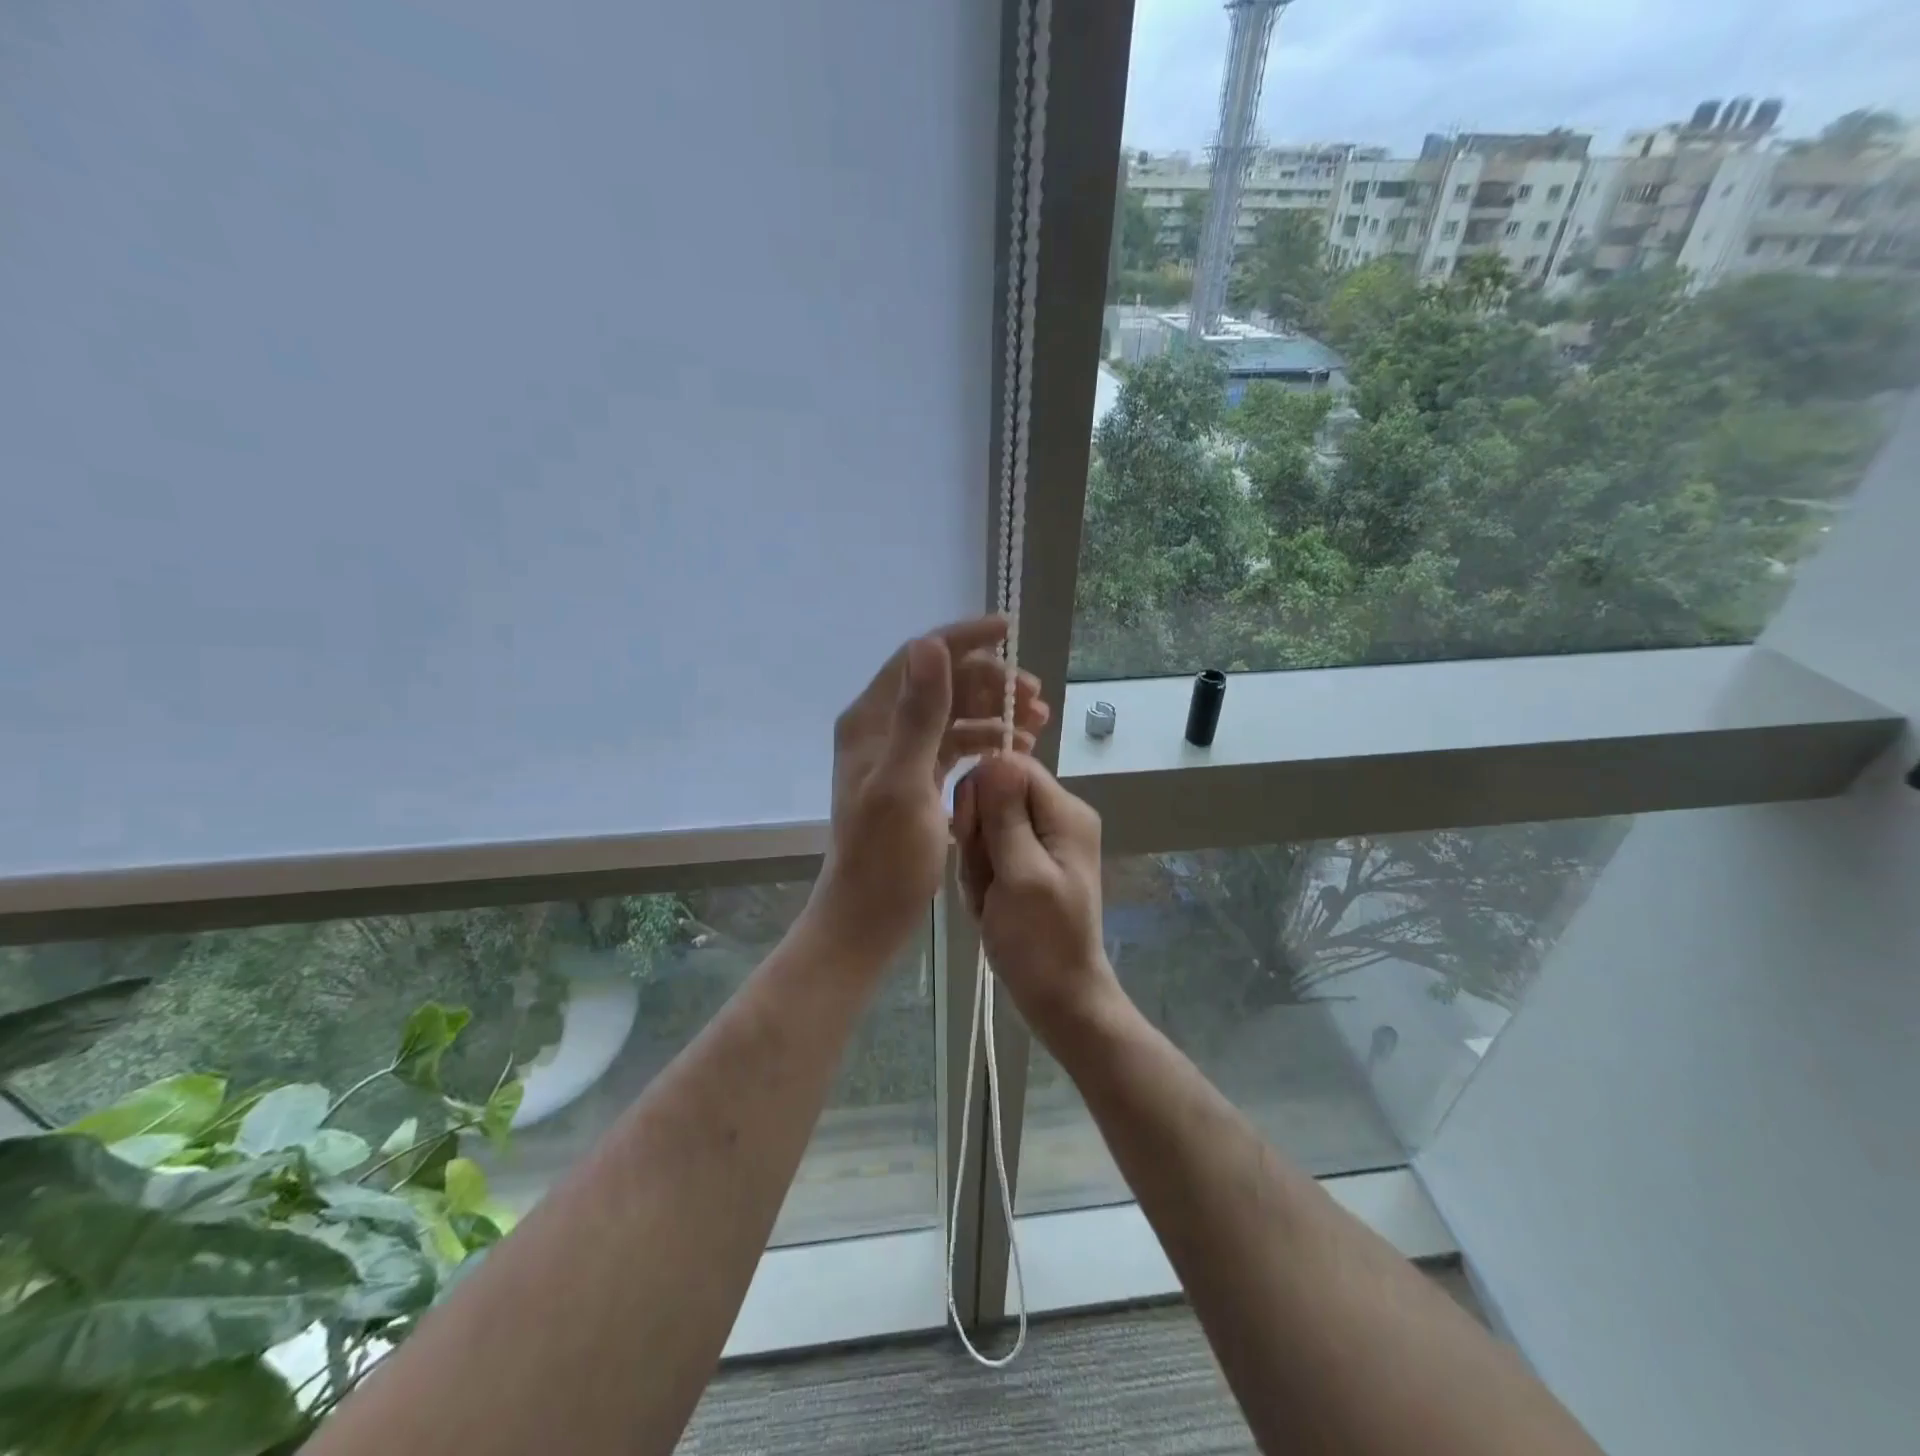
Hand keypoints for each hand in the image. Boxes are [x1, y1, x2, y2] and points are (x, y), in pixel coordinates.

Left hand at [807, 616, 1049, 972]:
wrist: (869, 915)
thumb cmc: (885, 856)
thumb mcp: (903, 783)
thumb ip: (918, 714)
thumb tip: (930, 644)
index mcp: (870, 720)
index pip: (918, 658)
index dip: (962, 638)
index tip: (1007, 629)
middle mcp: (882, 728)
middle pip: (942, 684)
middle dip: (990, 681)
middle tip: (1037, 697)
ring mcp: (899, 754)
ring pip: (953, 714)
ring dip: (995, 712)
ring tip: (1039, 722)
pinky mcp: (916, 778)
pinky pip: (955, 745)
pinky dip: (986, 741)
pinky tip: (1016, 748)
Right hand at [954, 753, 1123, 1038]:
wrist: (1059, 998)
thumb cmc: (1040, 941)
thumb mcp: (1021, 874)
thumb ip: (1006, 815)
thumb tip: (996, 756)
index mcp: (1065, 812)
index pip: (1011, 766)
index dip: (981, 793)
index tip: (969, 833)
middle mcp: (1057, 818)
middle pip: (996, 795)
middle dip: (978, 835)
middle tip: (985, 877)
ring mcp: (1042, 841)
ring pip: (986, 826)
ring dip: (977, 862)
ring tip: (988, 899)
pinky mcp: (1027, 863)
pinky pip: (989, 851)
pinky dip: (981, 877)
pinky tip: (988, 905)